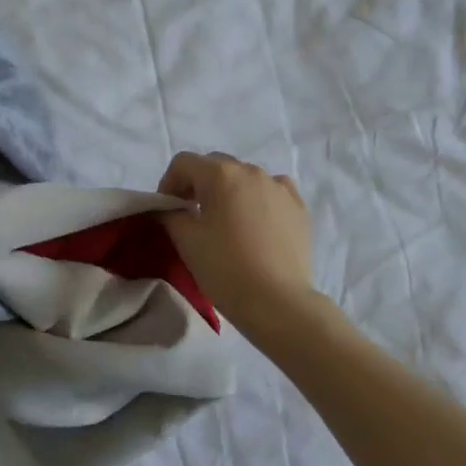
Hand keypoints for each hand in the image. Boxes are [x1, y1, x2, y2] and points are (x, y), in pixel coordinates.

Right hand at [156, 151, 321, 341]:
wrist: (278, 302)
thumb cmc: (225, 268)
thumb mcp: (186, 241)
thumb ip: (170, 215)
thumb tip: (167, 208)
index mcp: (221, 174)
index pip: (183, 163)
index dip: (168, 183)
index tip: (166, 211)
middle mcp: (252, 171)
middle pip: (215, 166)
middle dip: (198, 185)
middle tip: (191, 216)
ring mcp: (279, 187)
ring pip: (245, 178)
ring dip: (229, 192)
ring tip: (226, 223)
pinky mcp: (298, 207)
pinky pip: (272, 192)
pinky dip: (258, 200)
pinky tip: (256, 224)